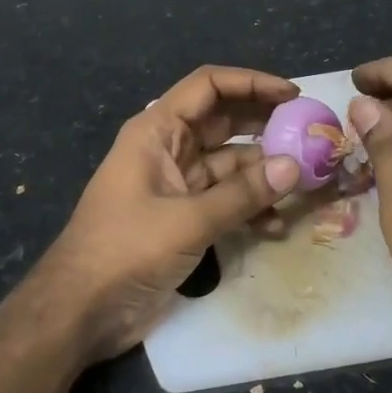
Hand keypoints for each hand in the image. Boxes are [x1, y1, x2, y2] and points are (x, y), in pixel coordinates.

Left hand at [36, 65, 302, 362]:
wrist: (81, 310)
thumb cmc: (125, 249)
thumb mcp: (187, 219)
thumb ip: (242, 193)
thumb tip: (294, 166)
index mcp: (157, 131)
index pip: (208, 86)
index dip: (251, 82)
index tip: (293, 95)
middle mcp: (168, 149)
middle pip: (223, 121)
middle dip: (265, 126)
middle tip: (310, 136)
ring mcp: (177, 184)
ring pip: (229, 164)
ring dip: (263, 173)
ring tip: (305, 184)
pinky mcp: (184, 217)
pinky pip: (225, 200)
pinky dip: (249, 208)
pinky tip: (275, 227)